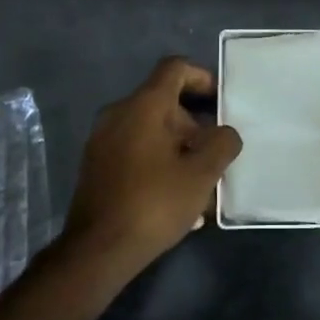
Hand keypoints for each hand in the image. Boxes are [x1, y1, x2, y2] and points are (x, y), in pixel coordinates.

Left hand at [65, 57, 242, 271]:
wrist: (97, 250)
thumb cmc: (154, 203)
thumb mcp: (202, 174)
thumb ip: (222, 144)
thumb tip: (224, 133)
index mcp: (144, 105)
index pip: (174, 68)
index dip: (202, 77)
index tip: (220, 101)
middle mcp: (118, 113)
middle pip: (163, 101)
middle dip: (194, 123)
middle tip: (215, 152)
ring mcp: (102, 139)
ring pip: (150, 129)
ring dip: (178, 147)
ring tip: (200, 182)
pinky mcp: (95, 165)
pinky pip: (134, 149)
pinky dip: (158, 160)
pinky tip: (176, 197)